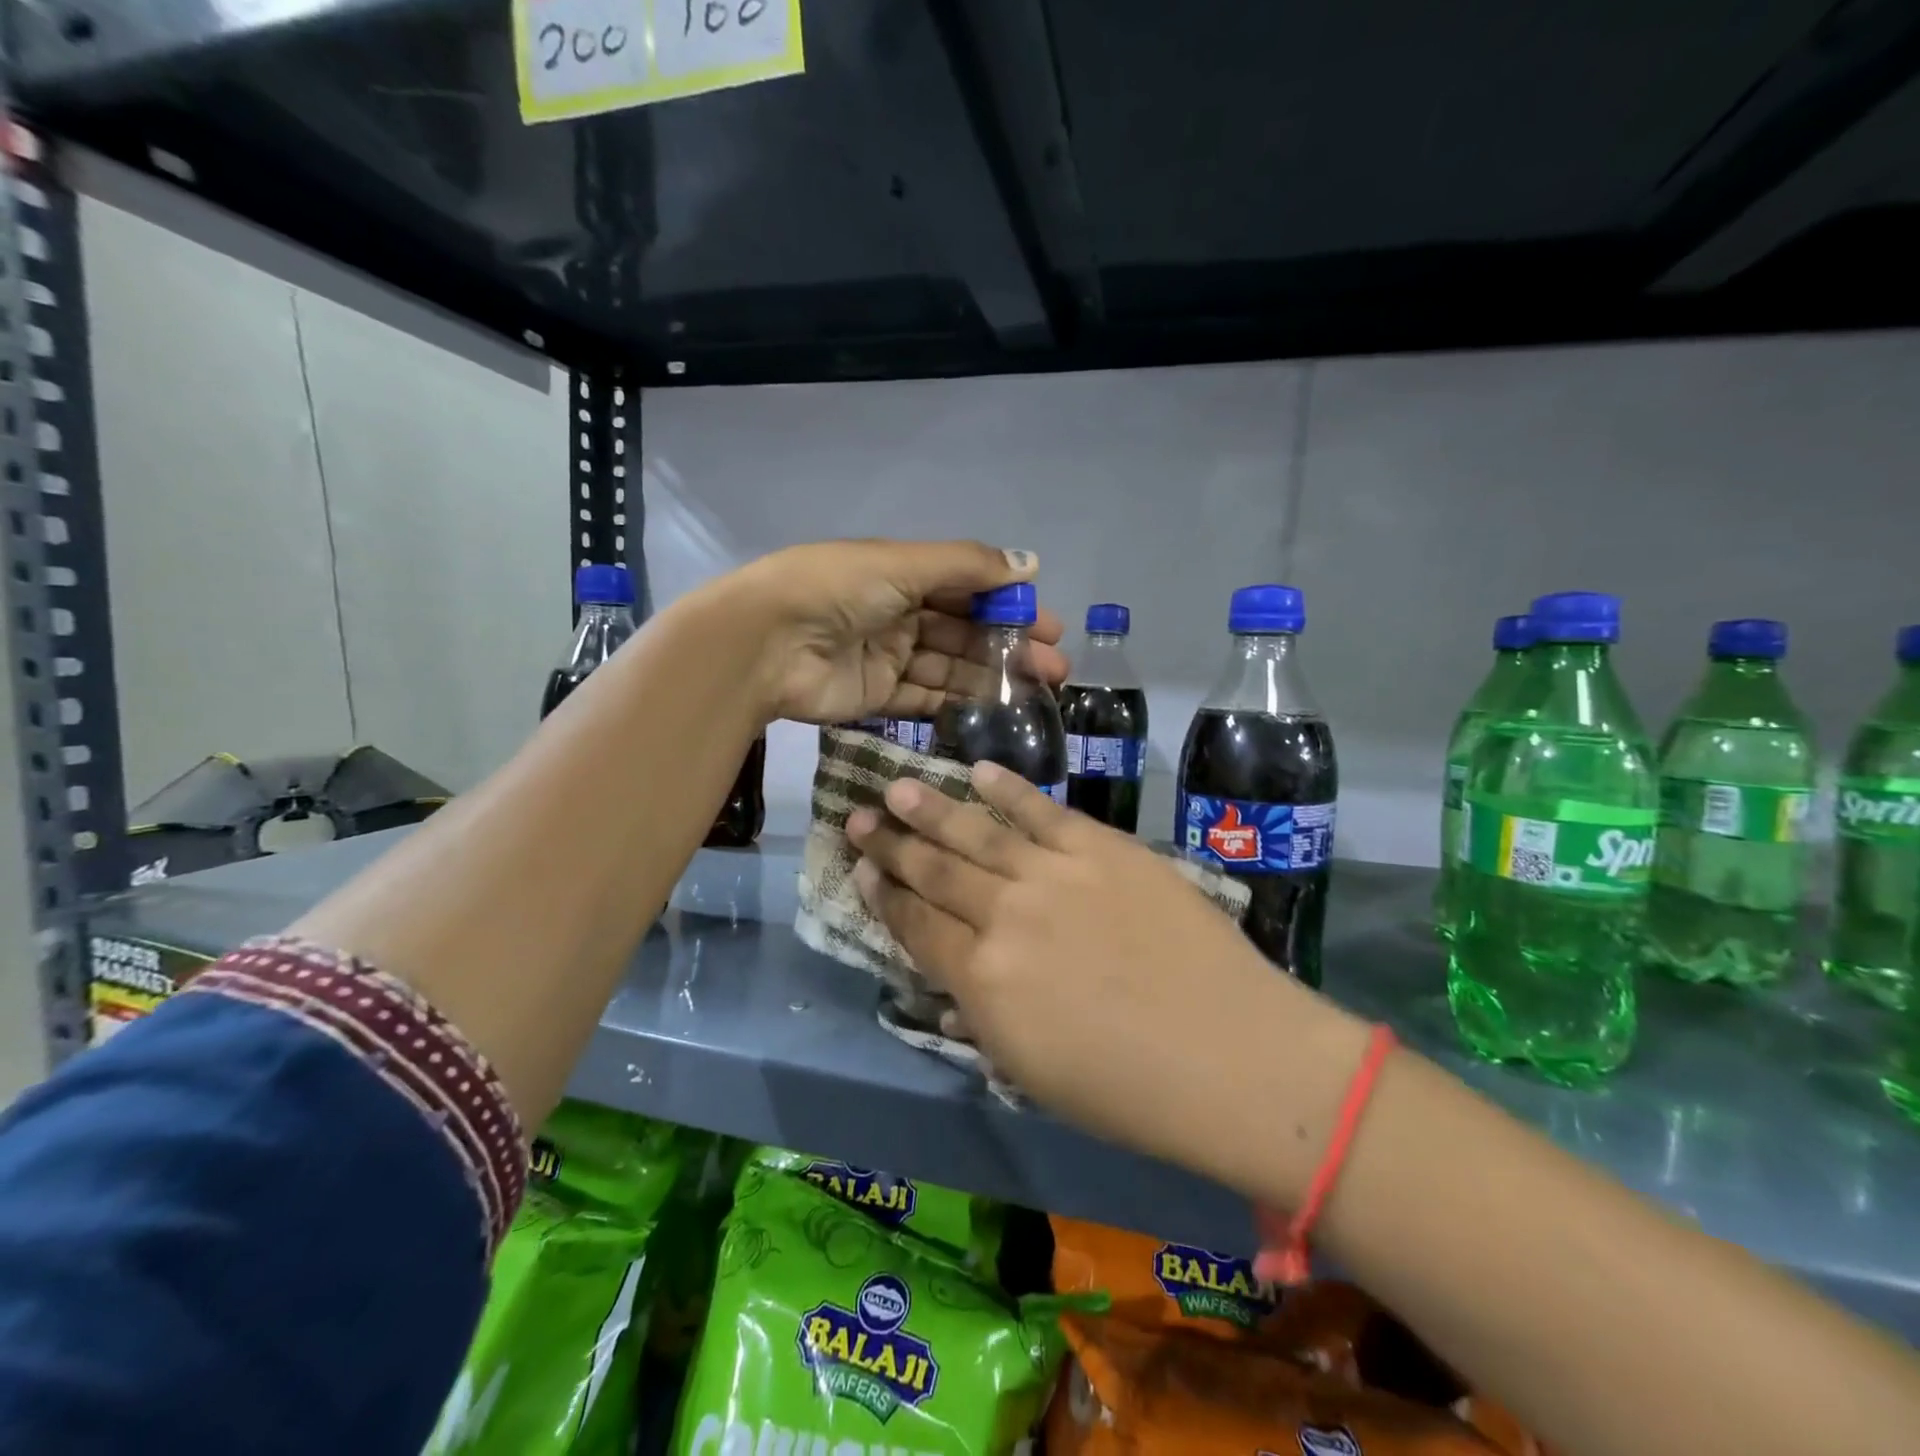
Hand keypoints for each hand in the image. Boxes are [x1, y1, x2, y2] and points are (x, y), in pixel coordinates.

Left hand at [724, 540, 1068, 724]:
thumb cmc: (837, 590)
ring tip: (1037, 692)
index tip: (1048, 625)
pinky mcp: (876, 696)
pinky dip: (957, 704)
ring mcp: (887, 657)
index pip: (967, 589)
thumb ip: (967, 566)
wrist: (766, 643)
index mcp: (902, 574)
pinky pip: (924, 699)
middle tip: (1055, 667)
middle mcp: (898, 613)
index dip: (1008, 605)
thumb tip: (1032, 564)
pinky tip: (994, 711)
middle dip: (1010, 648)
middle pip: (964, 632)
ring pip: (950, 668)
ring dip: (992, 677)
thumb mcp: (903, 564)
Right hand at [844, 765, 1360, 1191]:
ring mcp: (1053, 873)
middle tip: (859, 817)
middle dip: (891, 845)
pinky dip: (1008, 790)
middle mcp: (1004, 915)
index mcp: (980, 980)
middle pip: (935, 871)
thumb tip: (954, 983)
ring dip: (933, 808)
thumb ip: (981, 1016)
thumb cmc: (1128, 1090)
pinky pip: (1042, 810)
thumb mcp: (1029, 1071)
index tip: (861, 871)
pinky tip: (980, 771)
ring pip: (976, 831)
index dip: (884, 896)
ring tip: (898, 787)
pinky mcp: (1101, 847)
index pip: (915, 926)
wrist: (1232, 1055)